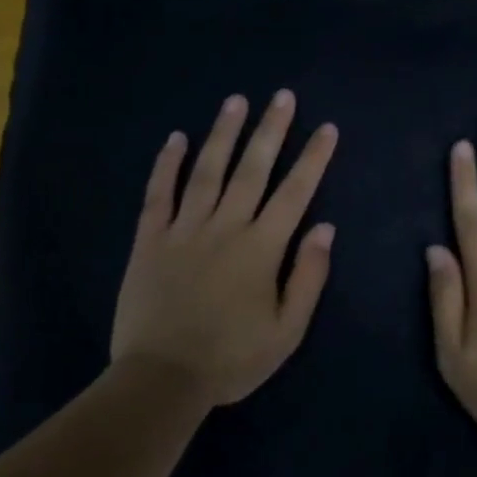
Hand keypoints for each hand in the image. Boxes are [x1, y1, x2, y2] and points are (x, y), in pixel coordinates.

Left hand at [111, 91, 337, 410]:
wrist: (162, 380)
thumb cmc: (232, 358)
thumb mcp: (287, 330)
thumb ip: (308, 276)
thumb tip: (325, 228)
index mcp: (261, 248)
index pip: (294, 193)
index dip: (313, 158)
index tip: (326, 128)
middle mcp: (225, 227)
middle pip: (252, 170)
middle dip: (270, 130)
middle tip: (282, 96)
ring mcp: (184, 230)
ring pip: (207, 171)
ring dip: (223, 134)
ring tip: (235, 101)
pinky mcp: (150, 241)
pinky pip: (158, 195)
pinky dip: (166, 165)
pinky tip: (174, 138)